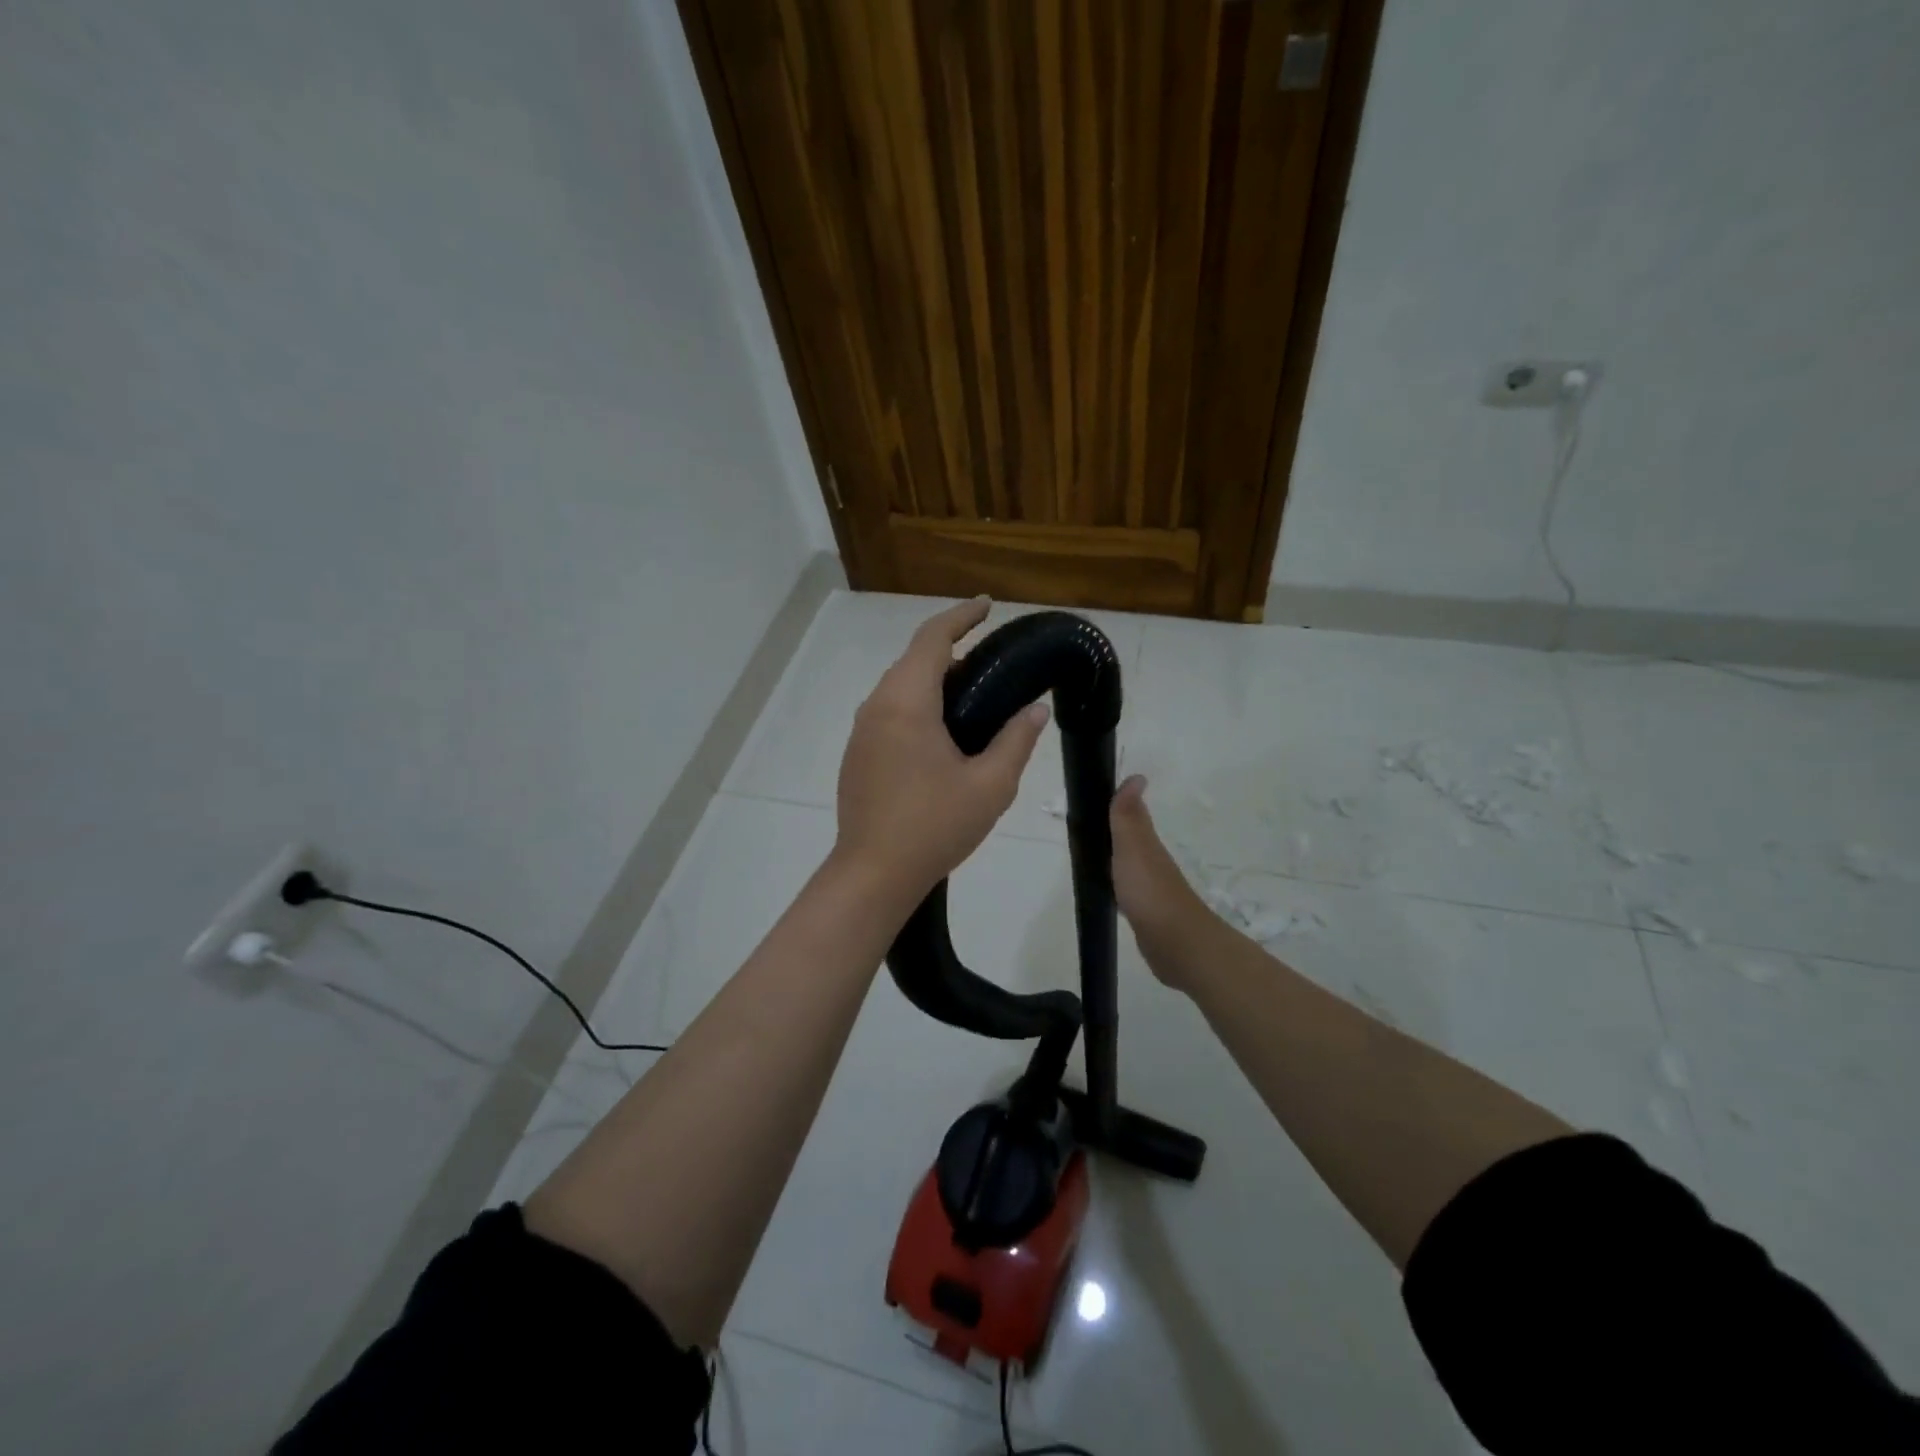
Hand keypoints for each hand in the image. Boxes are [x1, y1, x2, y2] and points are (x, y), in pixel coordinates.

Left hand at [834, 598, 1049, 904]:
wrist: (873, 874)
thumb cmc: (934, 826)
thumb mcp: (990, 785)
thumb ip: (1016, 740)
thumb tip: (1036, 710)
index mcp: (907, 702)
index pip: (933, 638)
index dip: (962, 615)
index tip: (988, 606)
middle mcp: (877, 706)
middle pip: (913, 659)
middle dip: (951, 648)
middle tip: (992, 659)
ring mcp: (861, 731)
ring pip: (899, 686)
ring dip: (933, 678)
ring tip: (973, 694)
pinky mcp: (857, 754)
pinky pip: (889, 711)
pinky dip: (917, 703)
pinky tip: (941, 730)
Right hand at [1110, 775, 1209, 982]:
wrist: (1176, 943)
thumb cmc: (1150, 891)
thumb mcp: (1133, 847)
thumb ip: (1128, 816)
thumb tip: (1136, 776)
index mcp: (1147, 845)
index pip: (1131, 817)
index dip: (1117, 806)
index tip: (1095, 797)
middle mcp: (1151, 863)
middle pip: (1130, 840)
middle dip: (1113, 831)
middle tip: (1086, 826)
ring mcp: (1150, 889)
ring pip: (1129, 865)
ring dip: (1115, 858)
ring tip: (1091, 855)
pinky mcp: (1146, 914)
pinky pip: (1127, 891)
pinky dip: (1118, 885)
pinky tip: (1109, 890)